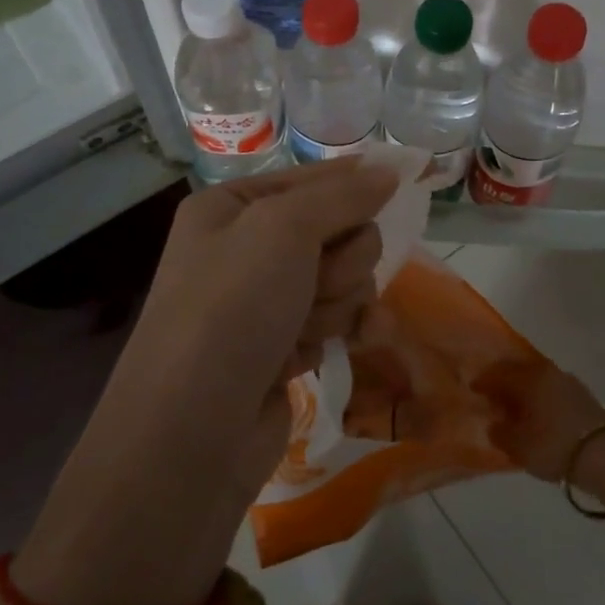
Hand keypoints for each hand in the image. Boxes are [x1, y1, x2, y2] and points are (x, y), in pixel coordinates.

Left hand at [13, 159, 397, 604]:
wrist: (192, 434)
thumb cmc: (231, 309)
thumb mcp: (284, 229)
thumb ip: (343, 195)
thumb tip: (389, 170)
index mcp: (232, 207)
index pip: (313, 177)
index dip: (358, 180)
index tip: (412, 175)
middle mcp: (247, 247)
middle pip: (338, 230)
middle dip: (342, 259)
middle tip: (318, 282)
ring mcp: (267, 300)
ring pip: (346, 276)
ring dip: (339, 300)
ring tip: (306, 328)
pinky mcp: (286, 344)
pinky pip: (340, 316)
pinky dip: (348, 327)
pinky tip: (356, 341)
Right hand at [473, 361, 604, 481]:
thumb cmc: (554, 445)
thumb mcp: (519, 445)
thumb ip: (500, 432)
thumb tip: (494, 423)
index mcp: (527, 377)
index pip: (497, 372)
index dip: (482, 381)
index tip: (473, 390)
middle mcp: (546, 371)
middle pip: (517, 371)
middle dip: (503, 382)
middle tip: (492, 398)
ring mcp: (567, 381)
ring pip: (536, 379)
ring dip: (523, 389)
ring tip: (516, 408)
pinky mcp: (582, 395)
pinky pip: (551, 389)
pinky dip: (540, 397)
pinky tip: (539, 413)